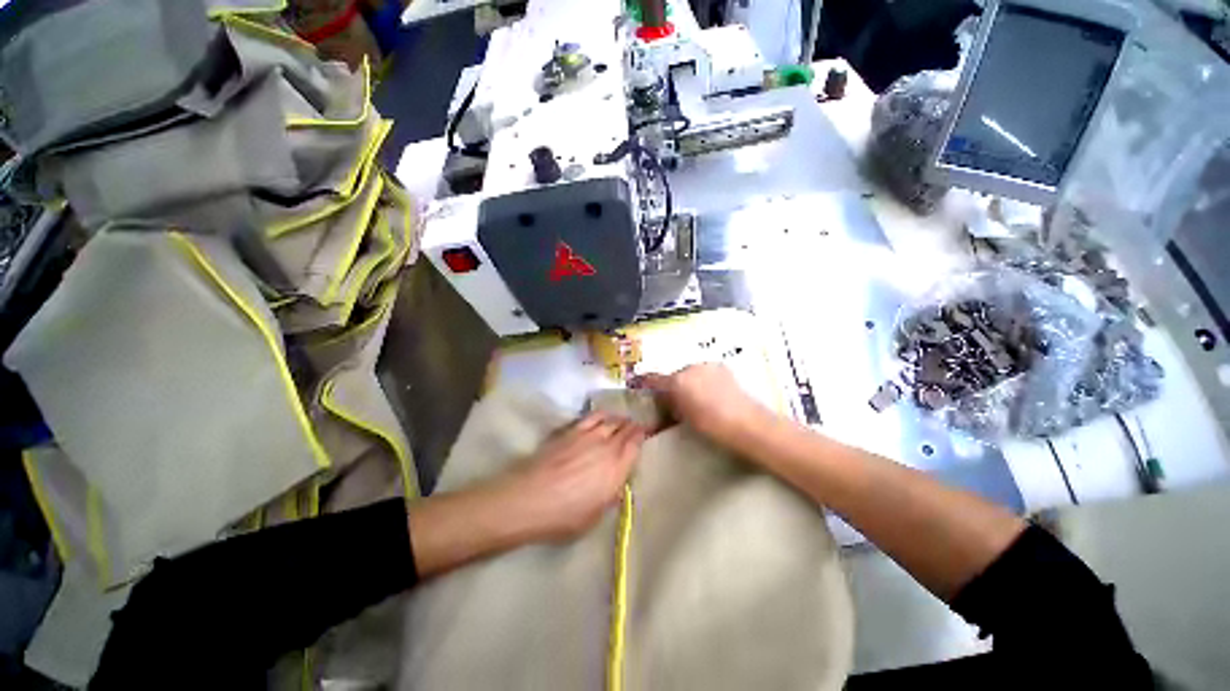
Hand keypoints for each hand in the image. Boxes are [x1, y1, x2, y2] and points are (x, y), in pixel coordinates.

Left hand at [497, 413, 646, 542]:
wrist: (531, 498)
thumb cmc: (565, 516)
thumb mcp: (595, 515)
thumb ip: (610, 496)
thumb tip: (617, 484)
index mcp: (617, 468)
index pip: (635, 444)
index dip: (642, 436)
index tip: (645, 433)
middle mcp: (607, 446)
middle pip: (625, 428)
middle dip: (632, 426)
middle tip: (636, 426)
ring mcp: (588, 435)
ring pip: (611, 420)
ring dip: (619, 419)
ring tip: (621, 420)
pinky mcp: (571, 430)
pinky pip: (592, 416)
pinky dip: (602, 414)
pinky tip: (603, 416)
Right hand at [639, 363, 773, 451]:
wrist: (747, 424)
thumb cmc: (712, 426)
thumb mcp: (685, 418)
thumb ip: (670, 405)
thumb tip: (664, 401)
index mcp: (678, 381)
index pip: (654, 378)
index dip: (645, 382)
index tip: (640, 385)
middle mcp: (690, 367)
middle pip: (674, 376)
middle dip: (672, 386)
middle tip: (676, 402)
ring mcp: (707, 365)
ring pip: (690, 373)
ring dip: (688, 382)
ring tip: (697, 398)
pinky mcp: (721, 367)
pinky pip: (704, 372)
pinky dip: (702, 380)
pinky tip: (711, 393)